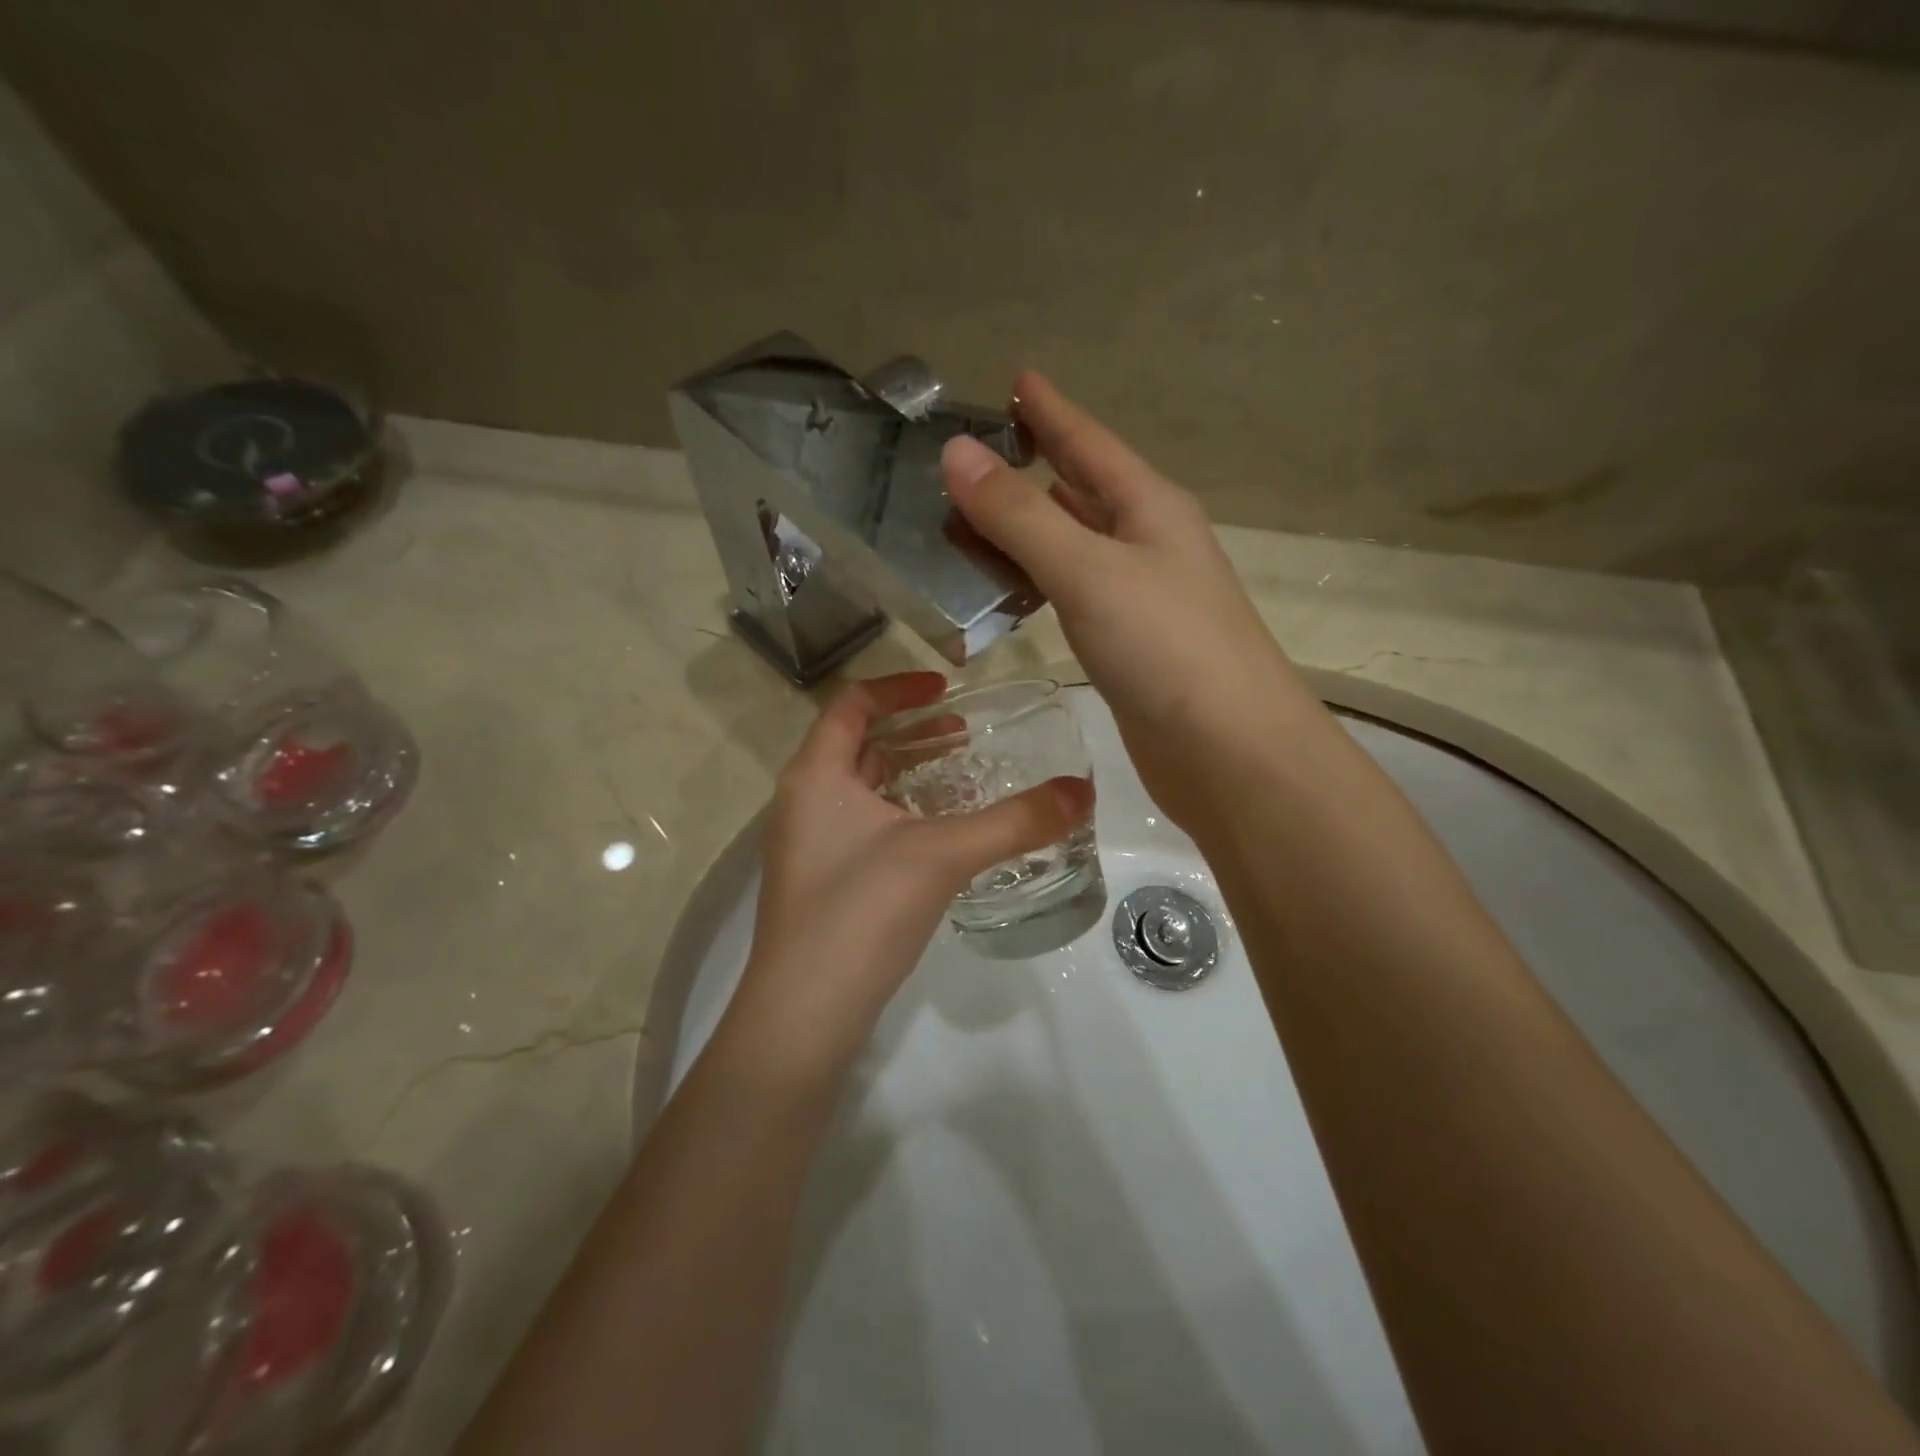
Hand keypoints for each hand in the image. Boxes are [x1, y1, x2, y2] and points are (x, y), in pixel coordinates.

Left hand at [729, 671, 1093, 1073]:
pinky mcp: (824, 879)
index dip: (900, 687)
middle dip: (911, 730)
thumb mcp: (943, 854)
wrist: (805, 1012)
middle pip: (857, 742)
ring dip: (907, 771)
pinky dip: (901, 810)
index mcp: (816, 773)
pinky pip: (864, 822)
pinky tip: (941, 832)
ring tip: (960, 772)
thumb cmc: (861, 911)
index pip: (853, 703)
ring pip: (860, 786)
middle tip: (964, 731)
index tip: (948, 689)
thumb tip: (1083, 791)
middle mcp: (804, 799)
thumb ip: (1016, 821)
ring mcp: (810, 843)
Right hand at [941, 373, 1312, 834]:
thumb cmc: (1166, 647)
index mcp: (1150, 507)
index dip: (1052, 410)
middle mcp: (1150, 543)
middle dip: (1036, 466)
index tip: (1018, 378)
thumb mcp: (1088, 570)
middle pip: (1085, 489)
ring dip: (1032, 528)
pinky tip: (1013, 588)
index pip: (1090, 442)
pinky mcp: (1131, 645)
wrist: (1228, 750)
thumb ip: (1021, 516)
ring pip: (1077, 545)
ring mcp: (1144, 596)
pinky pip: (1075, 594)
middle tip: (976, 454)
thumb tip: (957, 453)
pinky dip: (1040, 581)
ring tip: (975, 516)